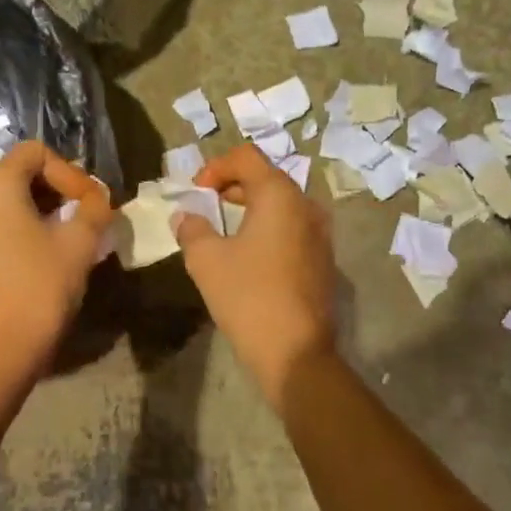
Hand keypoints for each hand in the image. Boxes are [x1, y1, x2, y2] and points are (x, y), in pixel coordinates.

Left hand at [0, 141, 110, 388]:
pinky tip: (38, 253)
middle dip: (55, 188)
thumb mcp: (80, 244)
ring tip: (65, 234)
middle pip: (17, 172)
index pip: (36, 152)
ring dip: (37, 207)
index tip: (90, 202)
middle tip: (83, 214)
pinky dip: (16, 226)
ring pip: (3, 199)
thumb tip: (97, 197)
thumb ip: (94, 208)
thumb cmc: (40, 288)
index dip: (69, 171)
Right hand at [172, 144, 338, 410]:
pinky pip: (291, 228)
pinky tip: (247, 256)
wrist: (296, 353)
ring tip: (222, 231)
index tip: (195, 193)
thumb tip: (186, 217)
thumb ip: (192, 228)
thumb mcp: (206, 259)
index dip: (215, 167)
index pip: (246, 157)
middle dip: (231, 186)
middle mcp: (306, 206)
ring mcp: (320, 234)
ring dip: (250, 208)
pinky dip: (267, 229)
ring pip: (280, 204)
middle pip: (266, 177)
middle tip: (204, 207)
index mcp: (280, 195)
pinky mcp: (323, 260)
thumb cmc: (248, 296)